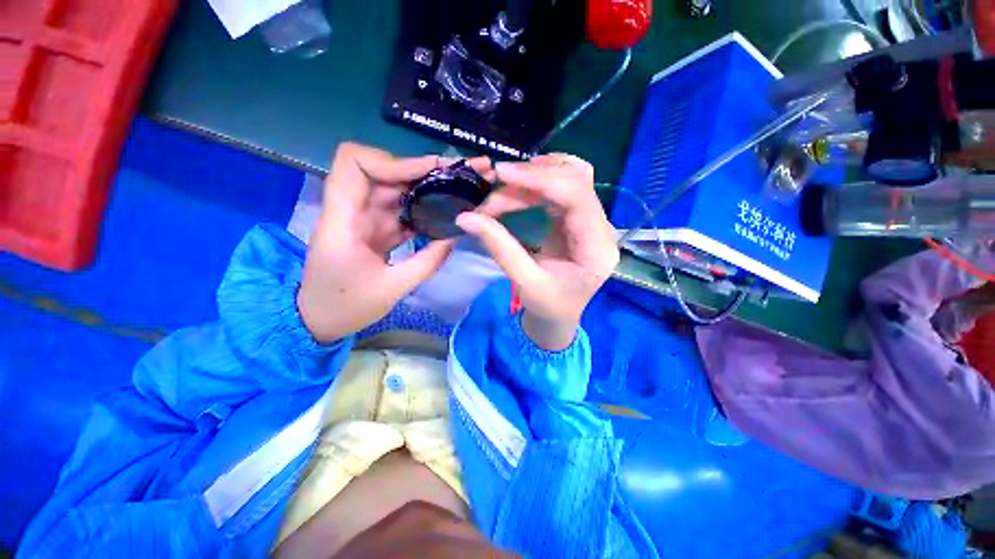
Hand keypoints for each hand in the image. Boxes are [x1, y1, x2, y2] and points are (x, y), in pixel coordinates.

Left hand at [298, 143, 490, 342]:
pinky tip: (441, 211)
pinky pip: (397, 208)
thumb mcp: (393, 289)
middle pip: (380, 171)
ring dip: (422, 186)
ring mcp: (360, 218)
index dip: (391, 161)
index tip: (427, 171)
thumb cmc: (348, 306)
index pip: (354, 164)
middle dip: (418, 170)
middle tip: (455, 177)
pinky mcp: (371, 228)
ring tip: (454, 190)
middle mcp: (349, 211)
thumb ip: (427, 262)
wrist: (319, 318)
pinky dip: (419, 206)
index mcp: (342, 221)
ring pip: (392, 187)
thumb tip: (454, 237)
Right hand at [456, 154, 619, 349]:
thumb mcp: (525, 282)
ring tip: (503, 186)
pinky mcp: (575, 219)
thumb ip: (499, 248)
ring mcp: (590, 220)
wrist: (558, 317)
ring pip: (568, 178)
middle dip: (532, 178)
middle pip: (575, 180)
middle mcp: (601, 228)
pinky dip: (534, 185)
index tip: (503, 174)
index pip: (578, 196)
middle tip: (496, 184)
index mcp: (597, 248)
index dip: (541, 179)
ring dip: (533, 177)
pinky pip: (558, 189)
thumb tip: (466, 218)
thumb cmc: (548, 307)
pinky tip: (515, 190)